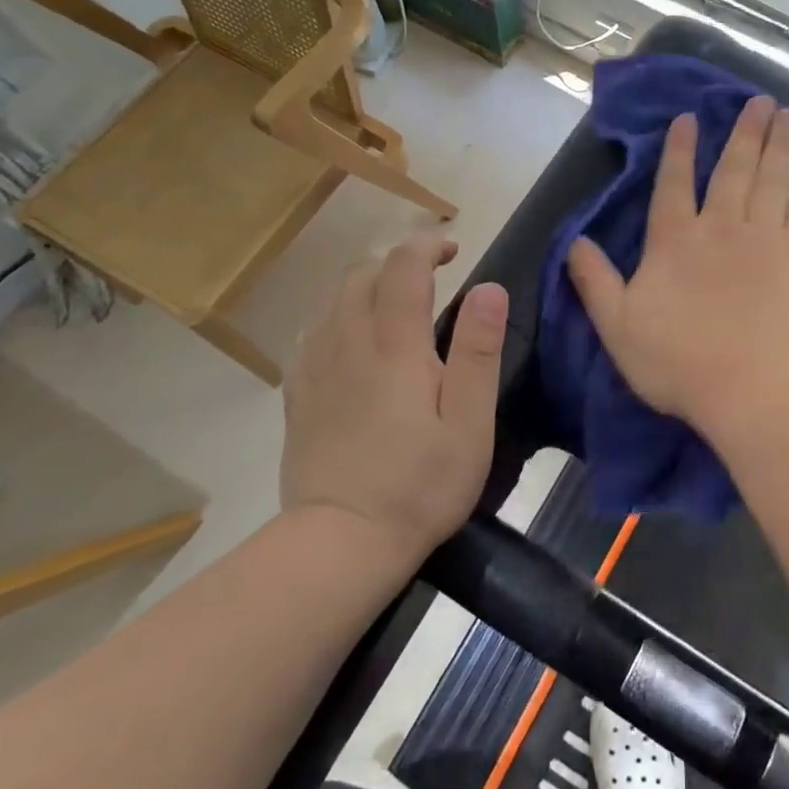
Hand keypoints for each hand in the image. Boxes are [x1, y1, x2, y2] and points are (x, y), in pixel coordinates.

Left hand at [283, 234, 508, 555]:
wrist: (340, 543)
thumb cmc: (420, 484)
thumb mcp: (470, 422)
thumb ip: (479, 350)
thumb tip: (490, 288)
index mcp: (395, 344)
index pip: (403, 265)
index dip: (426, 244)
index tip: (452, 250)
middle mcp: (349, 341)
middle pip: (362, 273)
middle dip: (397, 260)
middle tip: (430, 276)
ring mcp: (316, 367)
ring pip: (333, 298)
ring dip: (366, 284)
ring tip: (395, 303)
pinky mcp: (298, 393)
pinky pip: (313, 332)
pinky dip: (338, 316)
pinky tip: (353, 341)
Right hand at [567, 96, 788, 439]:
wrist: (755, 389)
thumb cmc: (680, 362)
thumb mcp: (618, 327)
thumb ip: (595, 281)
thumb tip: (574, 241)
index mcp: (675, 241)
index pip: (674, 183)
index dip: (680, 150)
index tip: (690, 118)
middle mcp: (721, 227)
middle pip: (733, 169)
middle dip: (744, 132)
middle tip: (759, 100)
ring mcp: (765, 238)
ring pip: (772, 178)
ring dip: (779, 144)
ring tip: (787, 113)